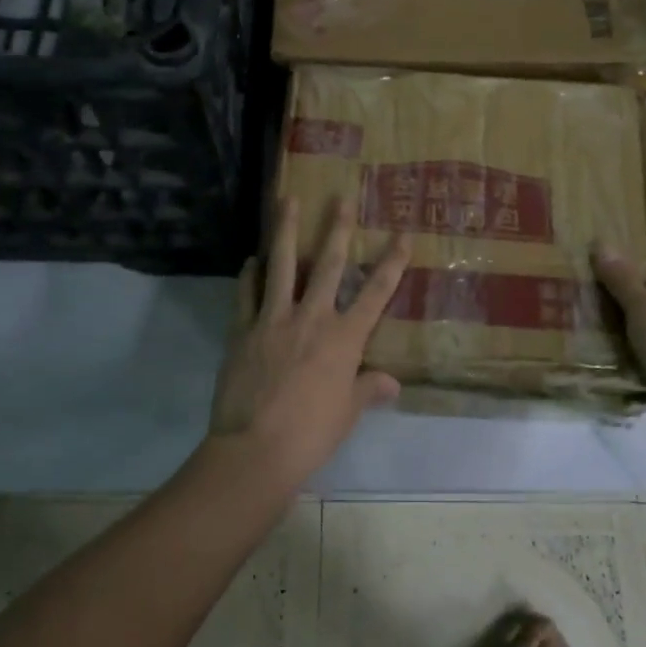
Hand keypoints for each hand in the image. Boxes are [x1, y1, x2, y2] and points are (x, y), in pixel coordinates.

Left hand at [207, 195, 409, 485]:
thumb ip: (368, 390)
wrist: (255, 450)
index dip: (392, 263)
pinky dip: (250, 275)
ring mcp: (273, 320)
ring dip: (286, 231)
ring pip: (282, 266)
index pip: (376, 293)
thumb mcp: (346, 413)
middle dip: (337, 229)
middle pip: (329, 265)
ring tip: (287, 200)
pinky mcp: (242, 330)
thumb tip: (392, 383)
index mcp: (344, 338)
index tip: (402, 235)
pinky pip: (246, 294)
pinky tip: (252, 259)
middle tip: (341, 196)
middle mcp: (311, 318)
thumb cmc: (311, 434)